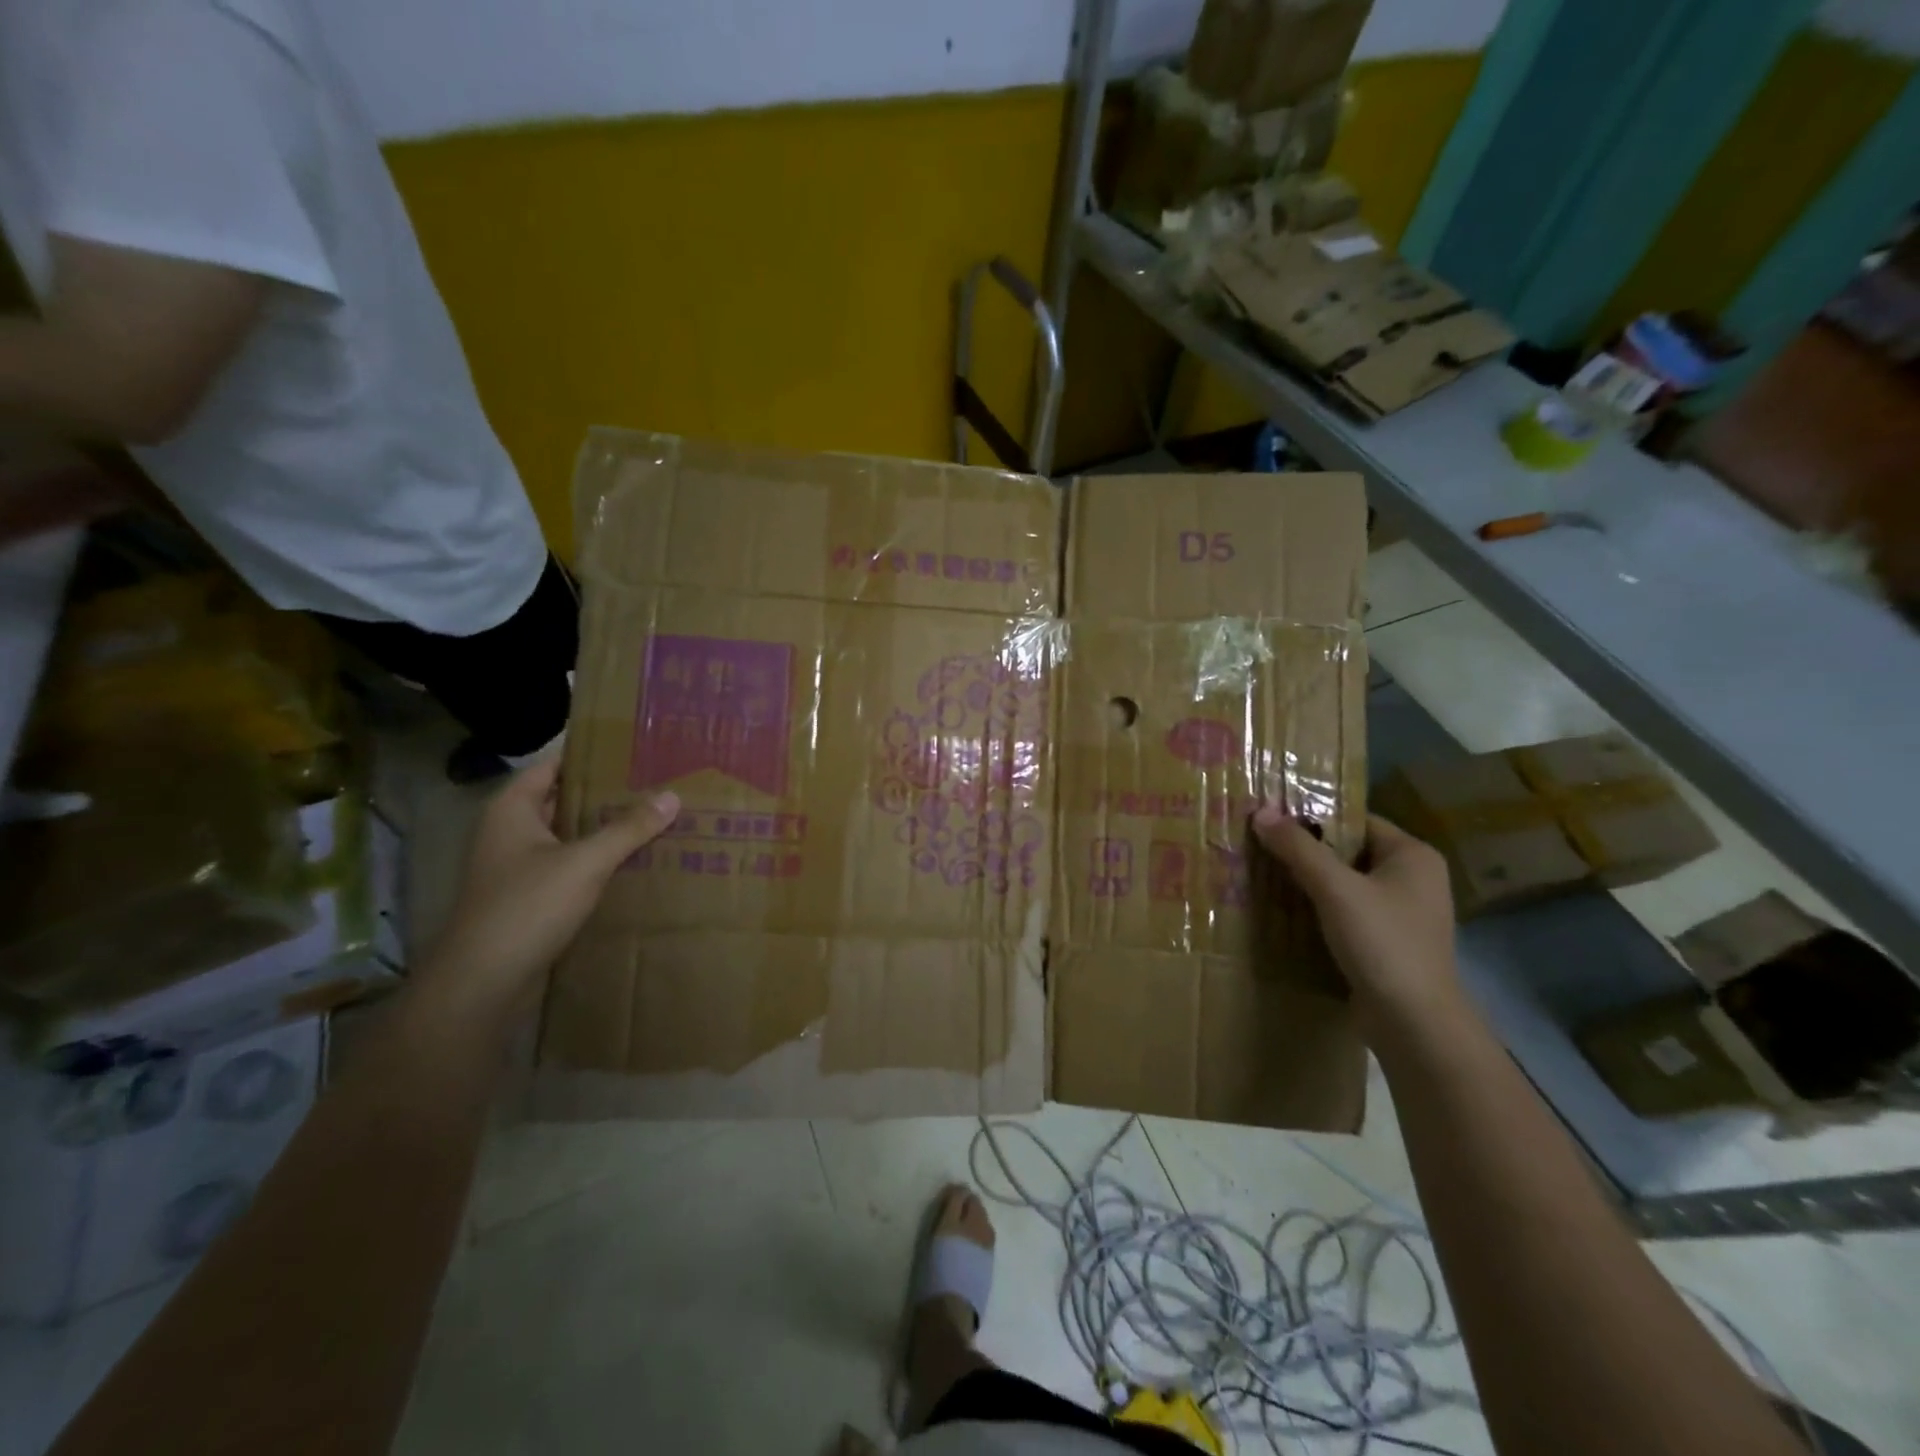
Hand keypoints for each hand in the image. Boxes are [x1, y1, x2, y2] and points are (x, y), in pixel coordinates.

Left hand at [418, 759, 678, 1022]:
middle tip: (655, 782)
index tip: (634, 750)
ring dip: (604, 829)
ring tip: (654, 818)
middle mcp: (510, 832)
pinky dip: (597, 860)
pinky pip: (568, 866)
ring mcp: (516, 867)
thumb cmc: (528, 907)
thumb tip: (672, 795)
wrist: (483, 983)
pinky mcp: (528, 898)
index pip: (554, 765)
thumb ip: (629, 828)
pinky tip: (634, 862)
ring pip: (568, 835)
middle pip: (563, 800)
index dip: (591, 755)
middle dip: (606, 793)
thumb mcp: (586, 862)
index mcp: (512, 810)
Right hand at [1251, 807, 1461, 1029]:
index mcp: (1413, 855)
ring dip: (1308, 881)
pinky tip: (1284, 909)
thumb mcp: (1335, 889)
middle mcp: (1413, 878)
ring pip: (1345, 883)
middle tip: (1259, 844)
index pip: (1356, 820)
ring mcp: (1402, 913)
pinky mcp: (1387, 942)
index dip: (1313, 816)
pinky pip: (1346, 911)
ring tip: (1263, 873)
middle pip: (1348, 851)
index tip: (1271, 818)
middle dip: (1305, 850)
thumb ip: (1298, 848)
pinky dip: (1319, 908)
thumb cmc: (1381, 943)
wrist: (1413, 1022)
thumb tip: (1260, 811)